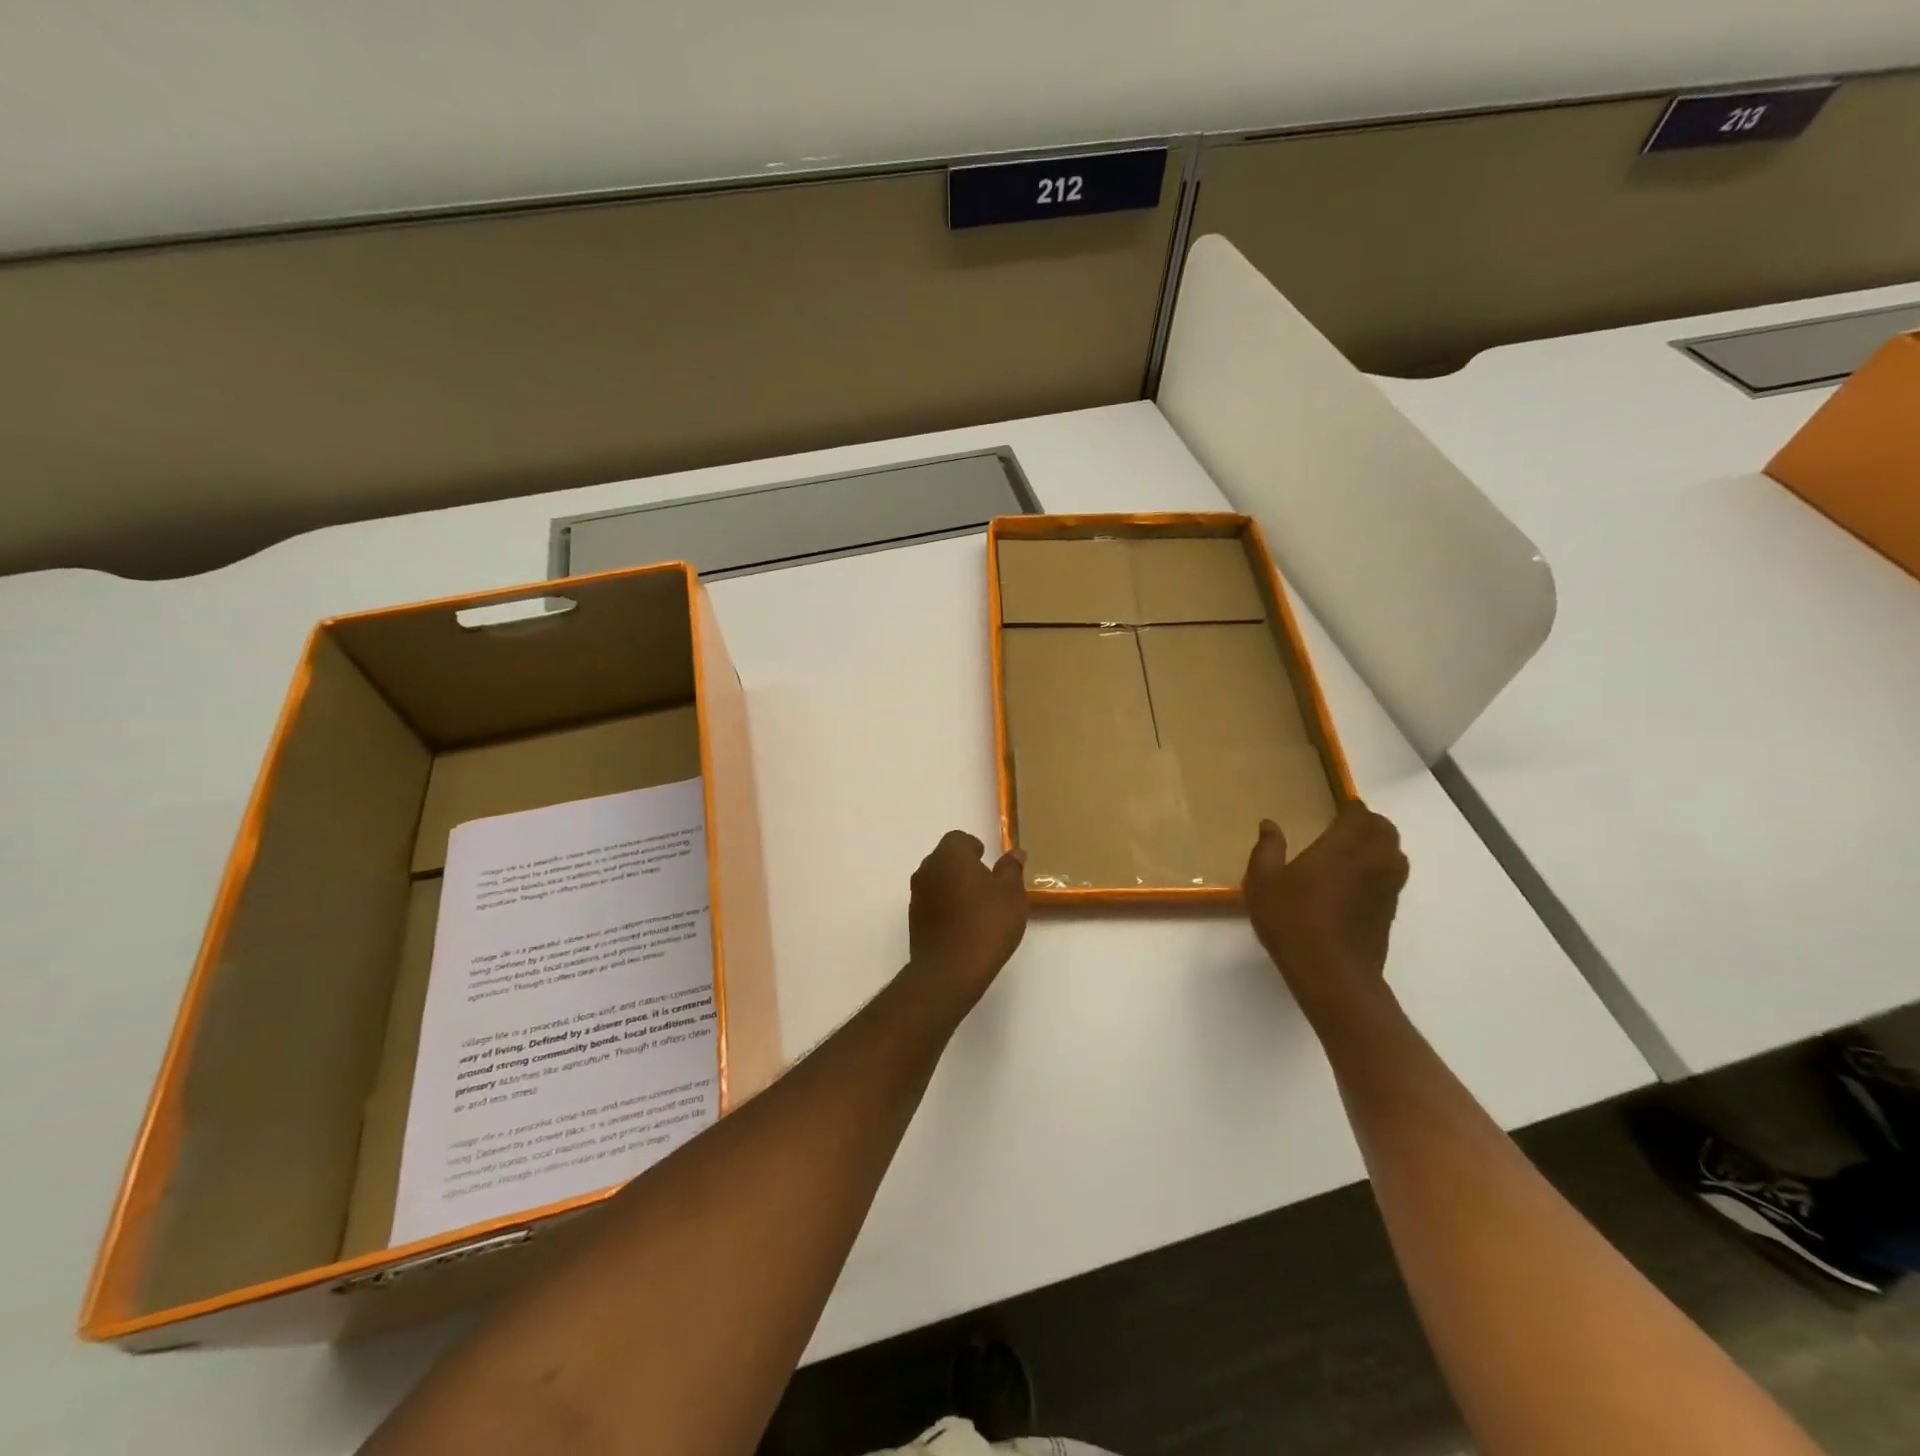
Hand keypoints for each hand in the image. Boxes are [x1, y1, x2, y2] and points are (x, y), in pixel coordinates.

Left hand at [908, 831, 1028, 1009]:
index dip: (975, 848)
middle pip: (945, 858)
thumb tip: (1015, 854)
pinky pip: (932, 903)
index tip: (989, 862)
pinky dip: (945, 906)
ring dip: (953, 887)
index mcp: (950, 855)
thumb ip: (1012, 870)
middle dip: (964, 867)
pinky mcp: (914, 920)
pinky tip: (963, 925)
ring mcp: (917, 895)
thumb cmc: (986, 924)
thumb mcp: (1011, 895)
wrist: (950, 970)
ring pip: (937, 880)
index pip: (959, 839)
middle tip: (987, 885)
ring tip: (977, 908)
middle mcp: (927, 869)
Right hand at [1243, 802, 1408, 1019]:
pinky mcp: (1389, 911)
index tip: (1337, 808)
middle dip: (1369, 823)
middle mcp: (1372, 861)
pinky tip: (1356, 882)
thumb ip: (1267, 849)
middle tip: (1346, 826)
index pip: (1359, 815)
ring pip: (1395, 853)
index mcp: (1343, 847)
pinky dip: (1381, 869)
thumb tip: (1269, 824)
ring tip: (1355, 851)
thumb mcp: (1263, 883)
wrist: (1332, 974)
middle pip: (1385, 830)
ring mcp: (1386, 887)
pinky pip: (1392, 877)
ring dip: (1380, 845)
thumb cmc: (1292, 921)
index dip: (1351, 808)